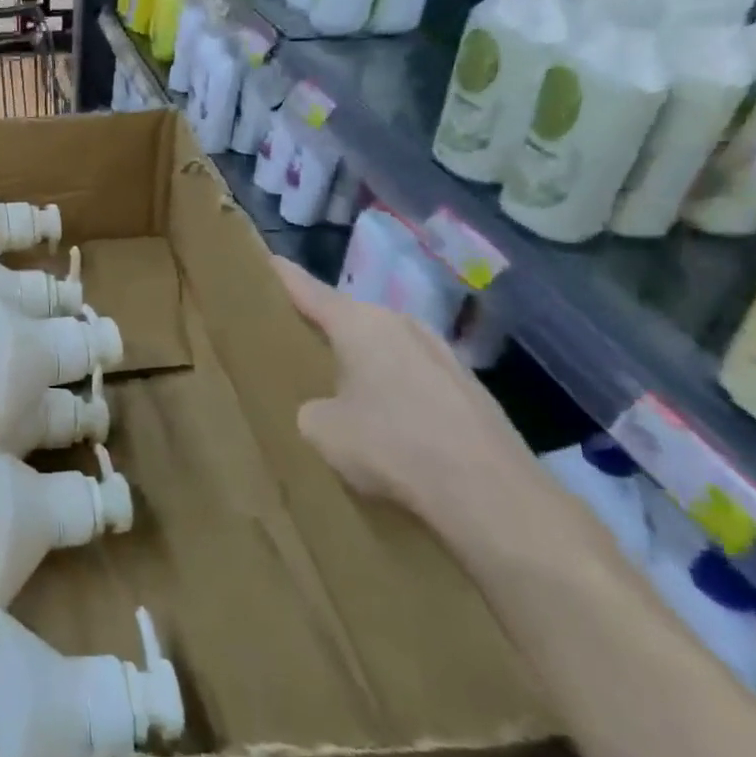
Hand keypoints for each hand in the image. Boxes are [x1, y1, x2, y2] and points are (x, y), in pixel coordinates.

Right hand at [272, 256, 600, 568]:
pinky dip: (394, 389)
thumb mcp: (321, 430)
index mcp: (361, 324)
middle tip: (293, 338)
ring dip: (362, 361)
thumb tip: (327, 408)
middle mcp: (403, 325)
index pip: (308, 289)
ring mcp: (442, 354)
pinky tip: (388, 423)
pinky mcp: (469, 389)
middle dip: (323, 326)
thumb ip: (311, 407)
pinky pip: (413, 376)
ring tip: (339, 385)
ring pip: (385, 347)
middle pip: (350, 317)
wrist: (491, 495)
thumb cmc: (392, 447)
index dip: (282, 276)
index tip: (265, 261)